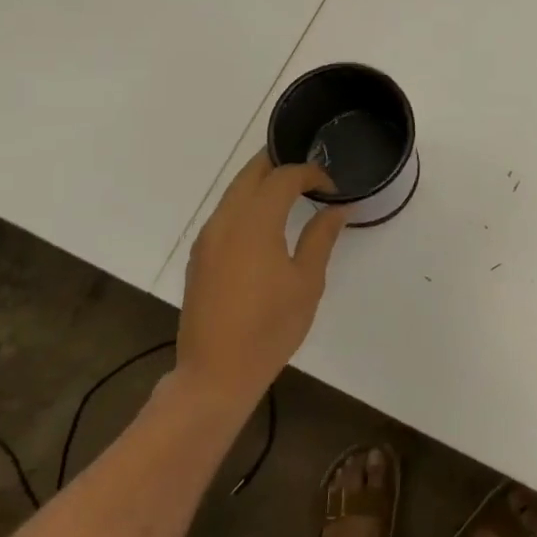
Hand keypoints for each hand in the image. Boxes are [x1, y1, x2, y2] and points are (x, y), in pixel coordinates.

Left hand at [177, 152, 347, 410]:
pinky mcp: (200, 255)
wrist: (216, 373)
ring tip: (291, 190)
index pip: (283, 178)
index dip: (310, 173)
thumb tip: (337, 209)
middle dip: (279, 164)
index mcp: (254, 223)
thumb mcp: (307, 282)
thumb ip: (321, 237)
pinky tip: (266, 219)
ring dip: (261, 182)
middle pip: (251, 173)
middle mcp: (225, 221)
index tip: (331, 186)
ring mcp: (207, 237)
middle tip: (309, 172)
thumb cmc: (270, 328)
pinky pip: (224, 212)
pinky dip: (247, 202)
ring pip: (234, 191)